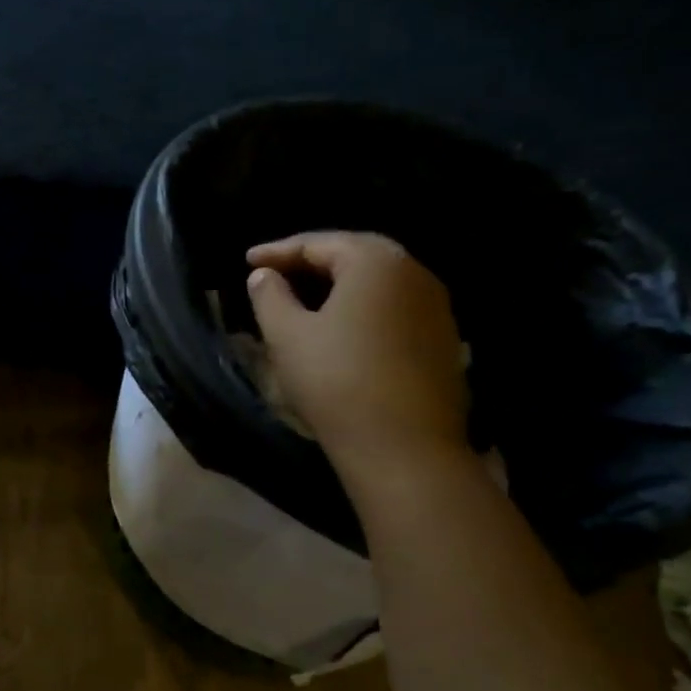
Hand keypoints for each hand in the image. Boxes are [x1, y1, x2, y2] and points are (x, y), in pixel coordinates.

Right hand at [245, 232, 470, 475]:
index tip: (247, 262)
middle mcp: (414, 273)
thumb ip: (270, 296)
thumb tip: (264, 275)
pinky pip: (395, 307)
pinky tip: (342, 326)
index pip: (319, 242)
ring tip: (305, 298)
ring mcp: (436, 307)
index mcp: (375, 262)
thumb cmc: (337, 380)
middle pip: (355, 254)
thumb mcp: (287, 335)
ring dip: (339, 284)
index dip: (278, 251)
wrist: (405, 448)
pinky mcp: (444, 339)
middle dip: (312, 261)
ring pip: (378, 281)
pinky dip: (363, 307)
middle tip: (277, 273)